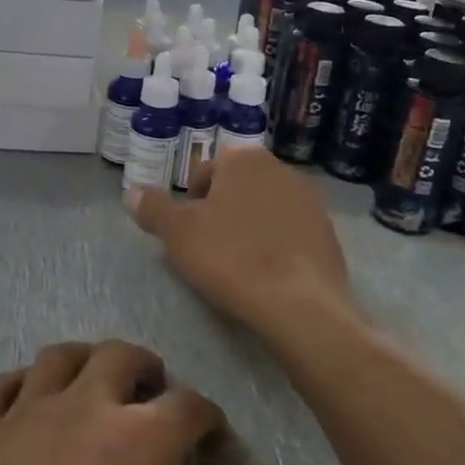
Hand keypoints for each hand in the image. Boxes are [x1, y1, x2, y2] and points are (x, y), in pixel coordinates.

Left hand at [0, 341, 256, 464]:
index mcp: (144, 438)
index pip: (189, 405)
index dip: (208, 418)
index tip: (212, 440)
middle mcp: (86, 407)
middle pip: (120, 357)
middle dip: (146, 369)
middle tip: (152, 397)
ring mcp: (26, 416)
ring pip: (58, 357)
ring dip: (84, 362)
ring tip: (93, 387)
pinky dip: (16, 386)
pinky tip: (25, 404)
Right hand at [129, 149, 352, 341]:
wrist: (300, 305)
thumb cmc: (230, 258)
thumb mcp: (177, 234)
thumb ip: (153, 208)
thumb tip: (133, 192)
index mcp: (244, 159)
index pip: (207, 171)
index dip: (192, 201)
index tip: (188, 231)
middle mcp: (281, 169)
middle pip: (239, 187)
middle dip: (223, 210)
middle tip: (209, 247)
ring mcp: (311, 200)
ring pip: (266, 208)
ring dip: (251, 226)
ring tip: (239, 263)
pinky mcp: (330, 232)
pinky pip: (292, 232)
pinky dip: (278, 245)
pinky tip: (268, 274)